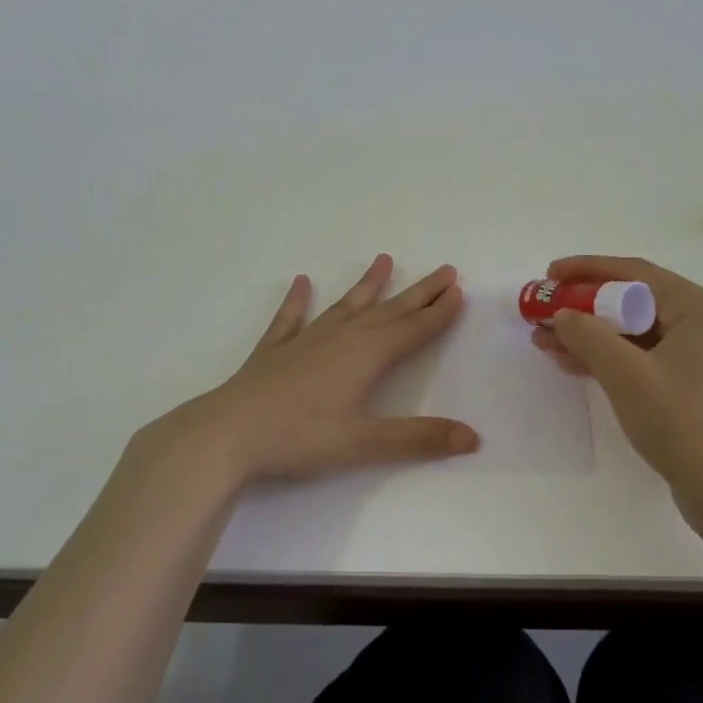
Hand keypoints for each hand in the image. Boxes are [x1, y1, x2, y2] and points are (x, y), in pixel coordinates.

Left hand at [128, 255, 478, 491]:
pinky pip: (291, 318)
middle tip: (444, 270)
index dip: (438, 312)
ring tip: (384, 259)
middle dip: (419, 292)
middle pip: (389, 310)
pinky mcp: (275, 350)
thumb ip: (420, 439)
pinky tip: (302, 282)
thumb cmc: (301, 437)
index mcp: (367, 355)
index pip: (413, 329)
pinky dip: (298, 300)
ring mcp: (306, 340)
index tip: (459, 290)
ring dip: (367, 284)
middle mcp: (341, 337)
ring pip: (346, 305)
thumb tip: (474, 438)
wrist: (228, 433)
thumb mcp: (366, 443)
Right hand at [531, 255, 702, 523]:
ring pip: (637, 333)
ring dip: (592, 336)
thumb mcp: (626, 374)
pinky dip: (612, 360)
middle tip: (544, 312)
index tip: (549, 275)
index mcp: (699, 307)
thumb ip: (587, 335)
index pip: (635, 272)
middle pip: (635, 301)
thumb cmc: (683, 422)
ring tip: (546, 342)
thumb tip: (562, 314)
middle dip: (585, 308)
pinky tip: (576, 365)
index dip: (587, 270)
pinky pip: (646, 359)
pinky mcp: (696, 388)